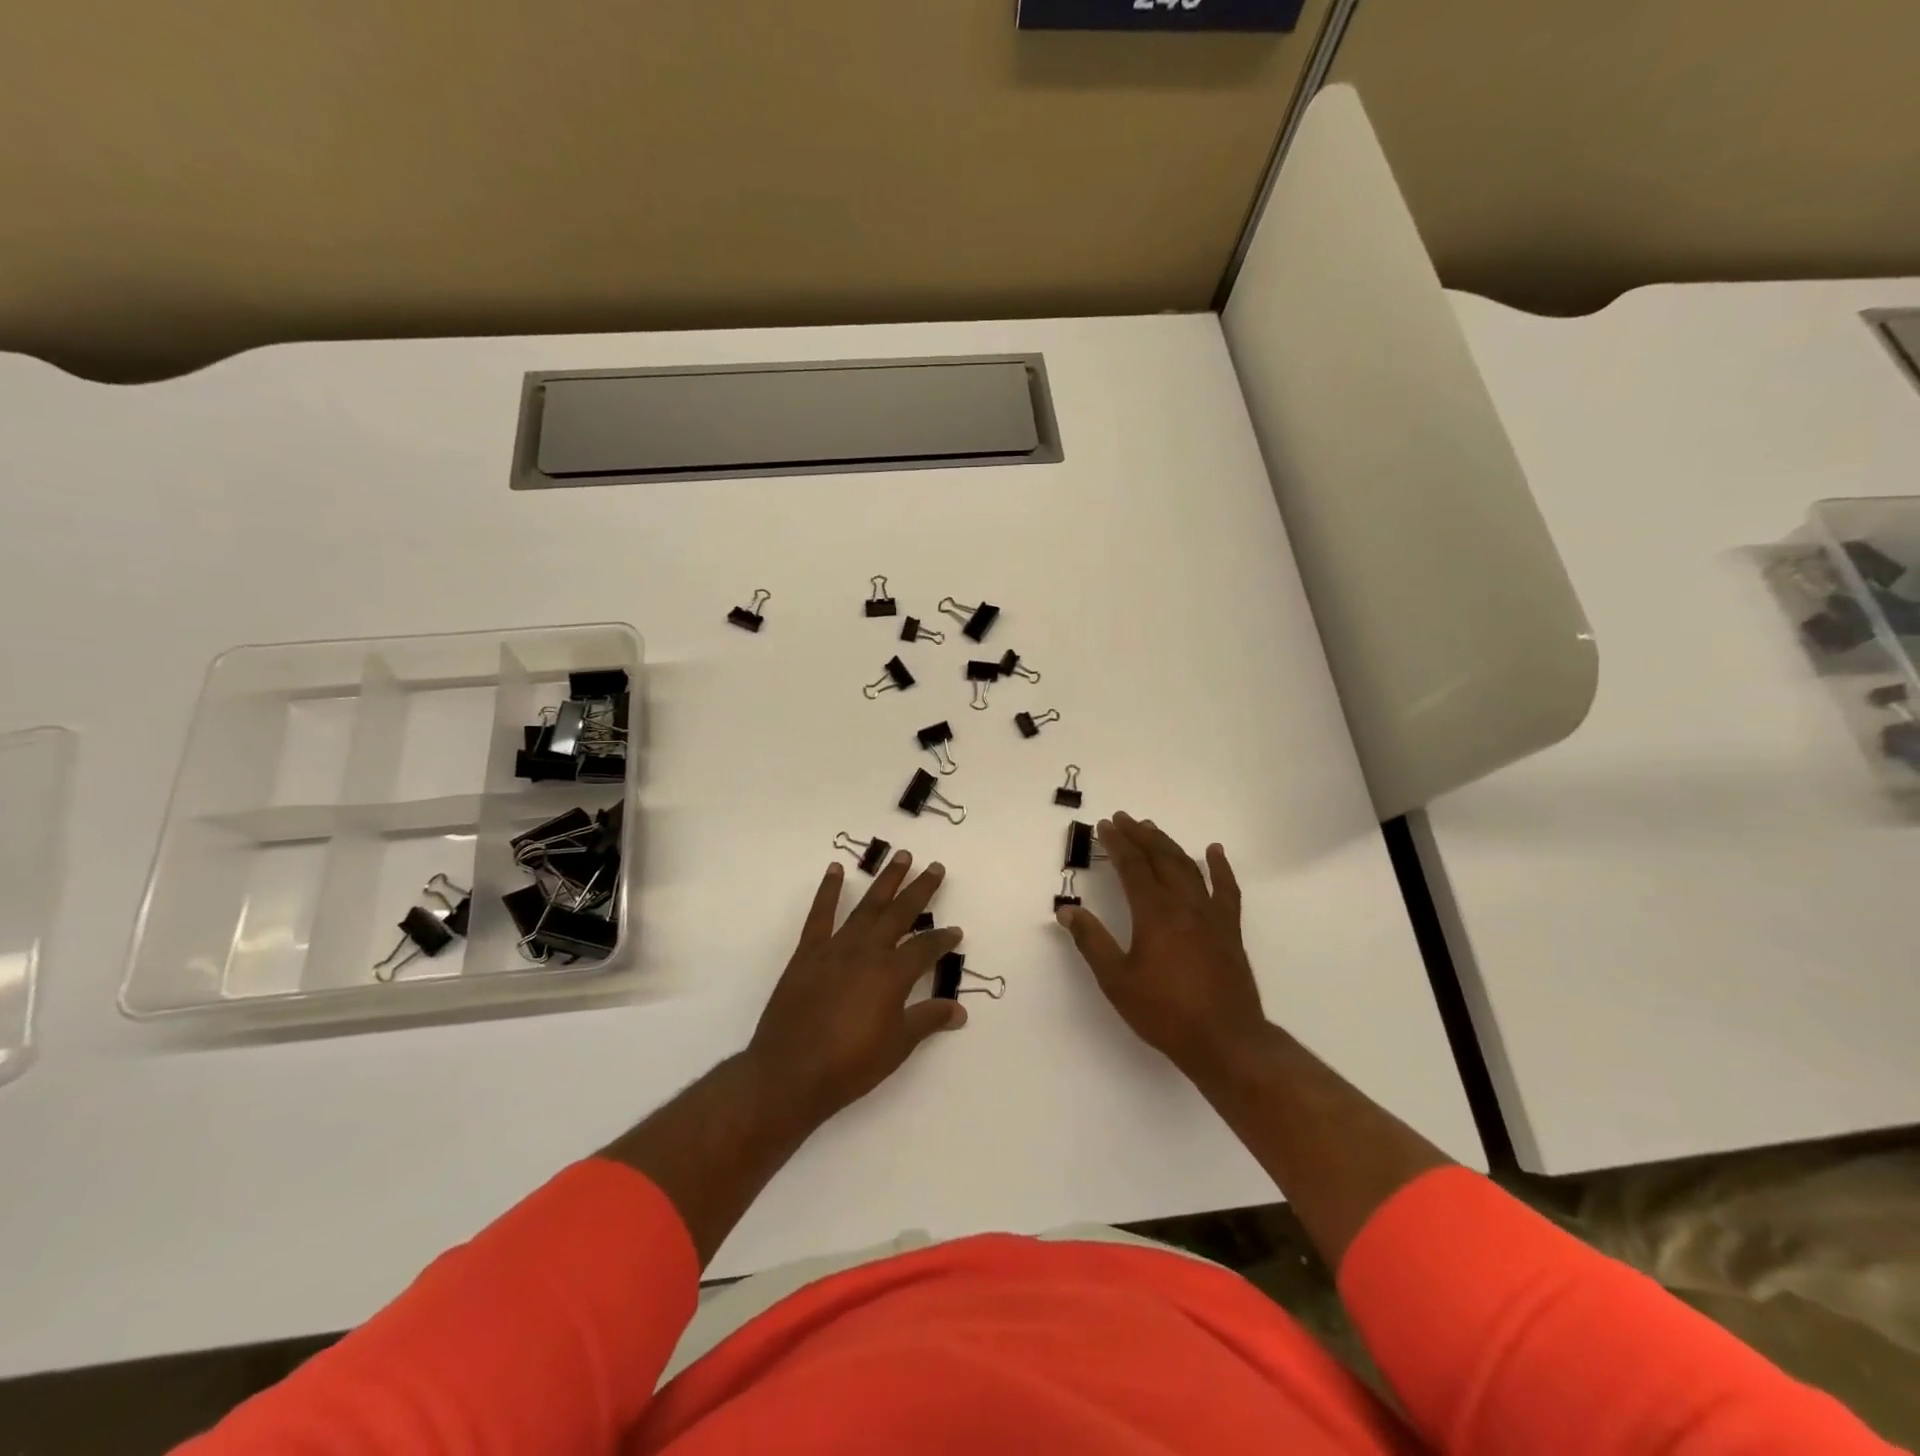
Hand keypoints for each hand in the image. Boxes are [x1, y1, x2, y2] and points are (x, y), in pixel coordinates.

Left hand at [747, 851, 964, 1123]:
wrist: (790, 1074)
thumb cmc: (850, 1065)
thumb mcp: (898, 1046)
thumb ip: (928, 1020)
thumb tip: (959, 1010)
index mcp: (892, 974)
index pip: (926, 947)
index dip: (943, 939)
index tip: (956, 932)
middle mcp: (868, 951)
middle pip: (900, 912)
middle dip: (920, 889)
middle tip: (935, 867)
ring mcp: (836, 948)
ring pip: (867, 905)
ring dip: (885, 880)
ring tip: (901, 856)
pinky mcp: (808, 953)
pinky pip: (820, 914)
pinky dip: (828, 890)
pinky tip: (835, 870)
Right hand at [1056, 812, 1265, 1078]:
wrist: (1225, 1040)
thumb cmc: (1164, 1012)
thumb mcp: (1116, 980)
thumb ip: (1091, 942)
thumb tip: (1067, 911)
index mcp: (1154, 913)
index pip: (1132, 867)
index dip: (1117, 844)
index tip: (1105, 826)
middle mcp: (1184, 904)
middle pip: (1160, 858)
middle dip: (1140, 835)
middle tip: (1123, 818)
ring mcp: (1211, 915)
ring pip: (1189, 867)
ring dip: (1168, 844)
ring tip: (1152, 828)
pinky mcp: (1229, 929)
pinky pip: (1226, 889)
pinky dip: (1220, 867)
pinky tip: (1214, 851)